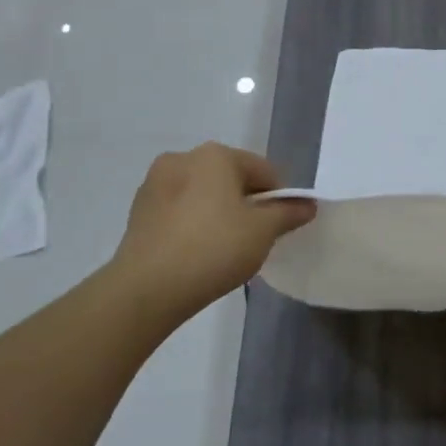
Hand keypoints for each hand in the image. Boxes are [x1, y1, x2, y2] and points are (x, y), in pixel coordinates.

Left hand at [105, 144, 314, 329]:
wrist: (146, 289)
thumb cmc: (213, 249)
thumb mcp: (263, 232)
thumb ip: (288, 213)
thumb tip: (307, 205)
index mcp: (216, 155)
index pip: (264, 171)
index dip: (279, 199)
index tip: (280, 228)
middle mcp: (183, 158)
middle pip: (231, 179)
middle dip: (246, 204)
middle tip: (253, 239)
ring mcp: (155, 183)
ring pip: (203, 194)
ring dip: (218, 213)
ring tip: (223, 249)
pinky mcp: (138, 210)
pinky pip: (179, 210)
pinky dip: (193, 224)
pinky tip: (197, 252)